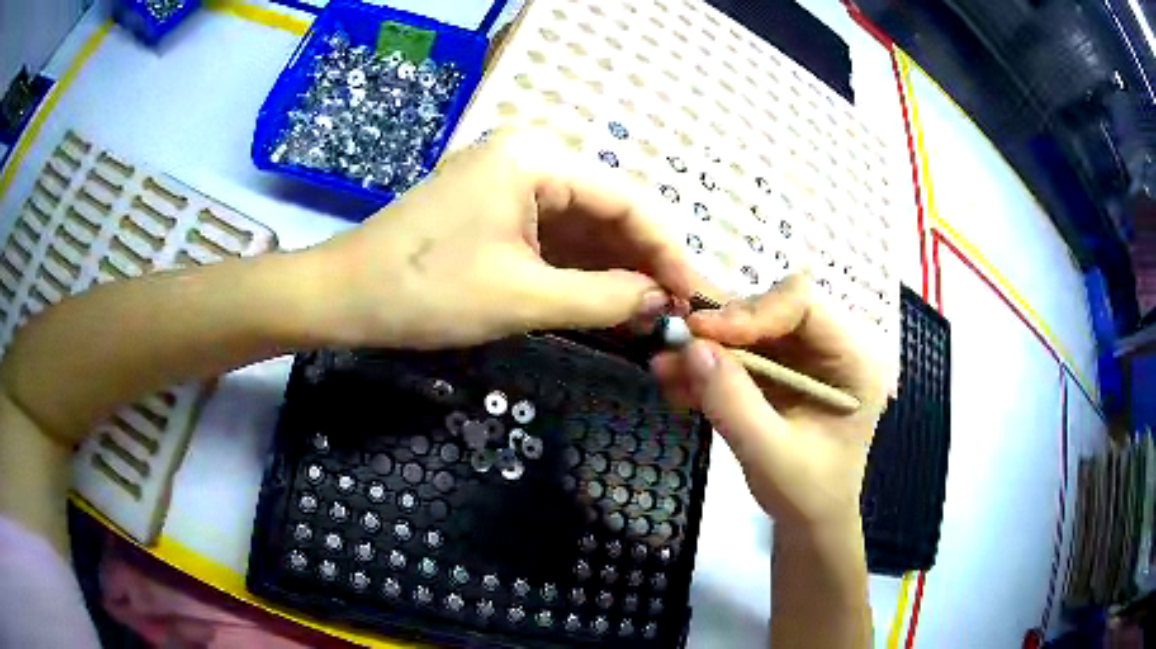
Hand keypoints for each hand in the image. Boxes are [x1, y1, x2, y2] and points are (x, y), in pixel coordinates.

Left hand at [309, 128, 696, 348]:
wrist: (345, 295)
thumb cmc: (426, 290)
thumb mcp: (522, 296)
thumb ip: (603, 298)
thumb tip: (663, 303)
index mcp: (537, 159)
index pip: (627, 201)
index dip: (667, 250)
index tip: (694, 295)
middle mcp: (531, 160)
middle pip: (607, 212)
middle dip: (643, 264)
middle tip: (677, 312)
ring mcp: (512, 185)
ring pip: (583, 229)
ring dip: (615, 272)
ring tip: (652, 316)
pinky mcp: (498, 212)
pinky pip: (554, 239)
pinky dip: (581, 273)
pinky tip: (610, 303)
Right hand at [651, 275, 887, 532]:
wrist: (809, 520)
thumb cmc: (806, 494)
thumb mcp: (769, 455)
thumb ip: (733, 402)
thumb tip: (691, 347)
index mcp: (854, 360)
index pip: (804, 304)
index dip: (752, 311)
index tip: (703, 334)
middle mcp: (833, 346)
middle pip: (772, 308)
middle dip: (723, 327)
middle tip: (677, 344)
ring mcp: (806, 356)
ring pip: (751, 327)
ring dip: (707, 346)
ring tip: (665, 366)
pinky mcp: (782, 369)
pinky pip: (741, 352)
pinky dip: (708, 366)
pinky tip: (677, 382)